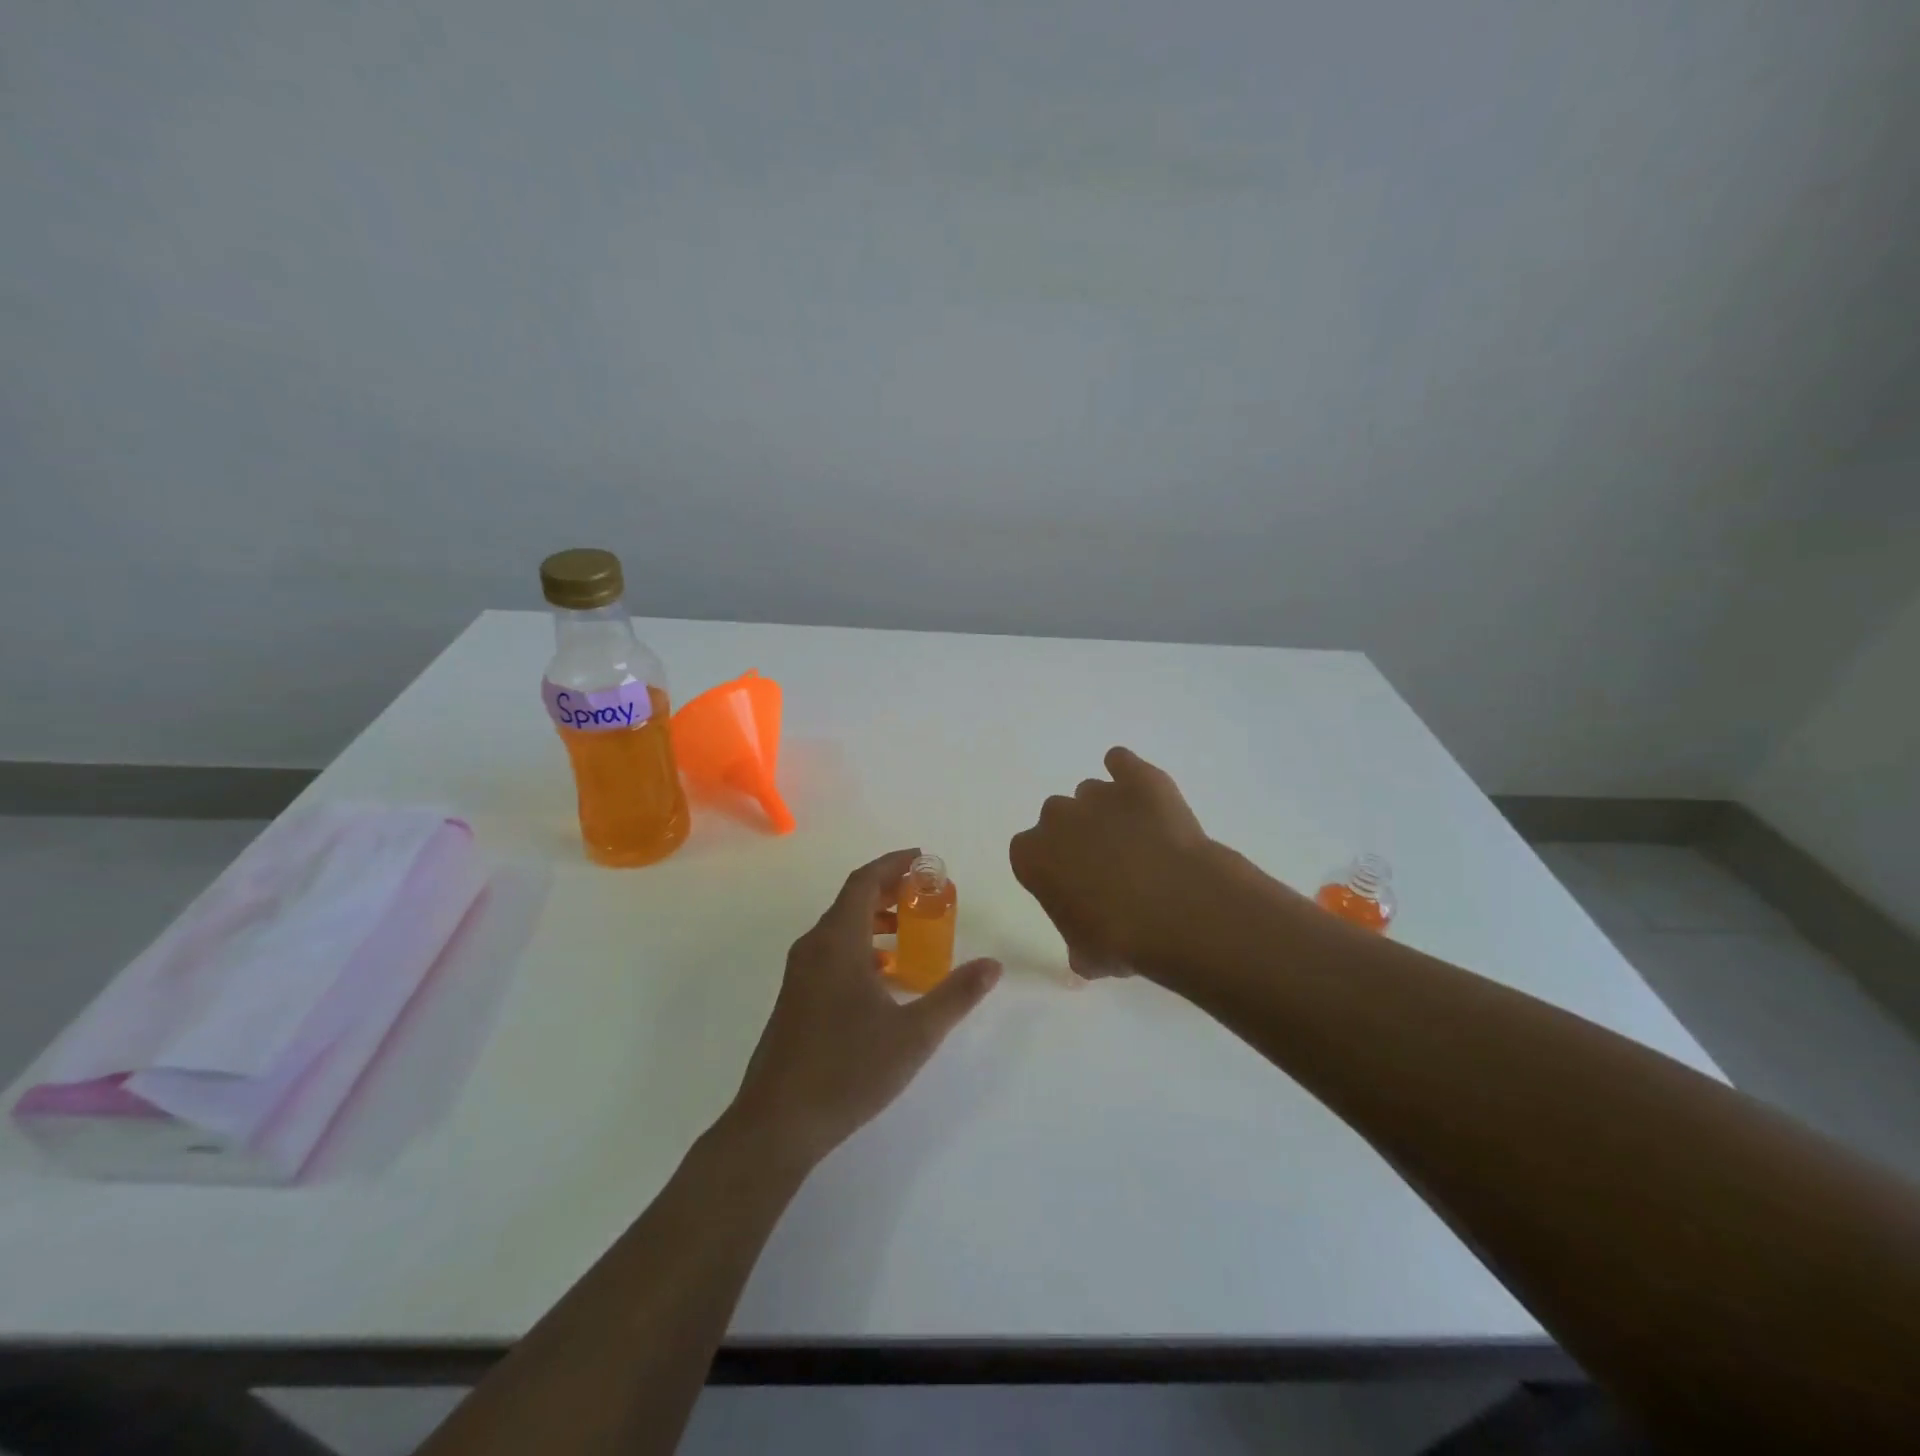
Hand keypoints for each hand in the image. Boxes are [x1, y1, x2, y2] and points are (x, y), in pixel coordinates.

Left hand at [730, 849, 1001, 1167]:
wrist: (777, 1123)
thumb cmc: (847, 1070)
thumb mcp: (914, 1034)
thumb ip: (955, 995)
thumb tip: (992, 965)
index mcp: (837, 942)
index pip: (864, 882)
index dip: (893, 864)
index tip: (924, 859)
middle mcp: (813, 948)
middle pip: (851, 901)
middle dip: (889, 891)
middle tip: (927, 894)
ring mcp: (800, 974)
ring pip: (840, 929)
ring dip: (876, 920)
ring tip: (913, 932)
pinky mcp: (796, 998)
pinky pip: (832, 953)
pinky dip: (862, 947)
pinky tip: (886, 977)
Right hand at [1009, 747, 1213, 978]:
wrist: (1181, 910)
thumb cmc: (1122, 940)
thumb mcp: (1087, 956)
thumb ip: (1077, 944)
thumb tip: (1087, 951)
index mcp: (1032, 856)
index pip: (1029, 854)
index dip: (1053, 869)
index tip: (1074, 888)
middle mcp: (1056, 817)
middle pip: (1058, 818)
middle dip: (1078, 837)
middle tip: (1109, 867)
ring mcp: (1098, 793)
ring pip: (1093, 794)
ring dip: (1107, 812)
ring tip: (1139, 841)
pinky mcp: (1139, 778)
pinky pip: (1123, 762)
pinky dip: (1129, 774)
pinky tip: (1145, 796)